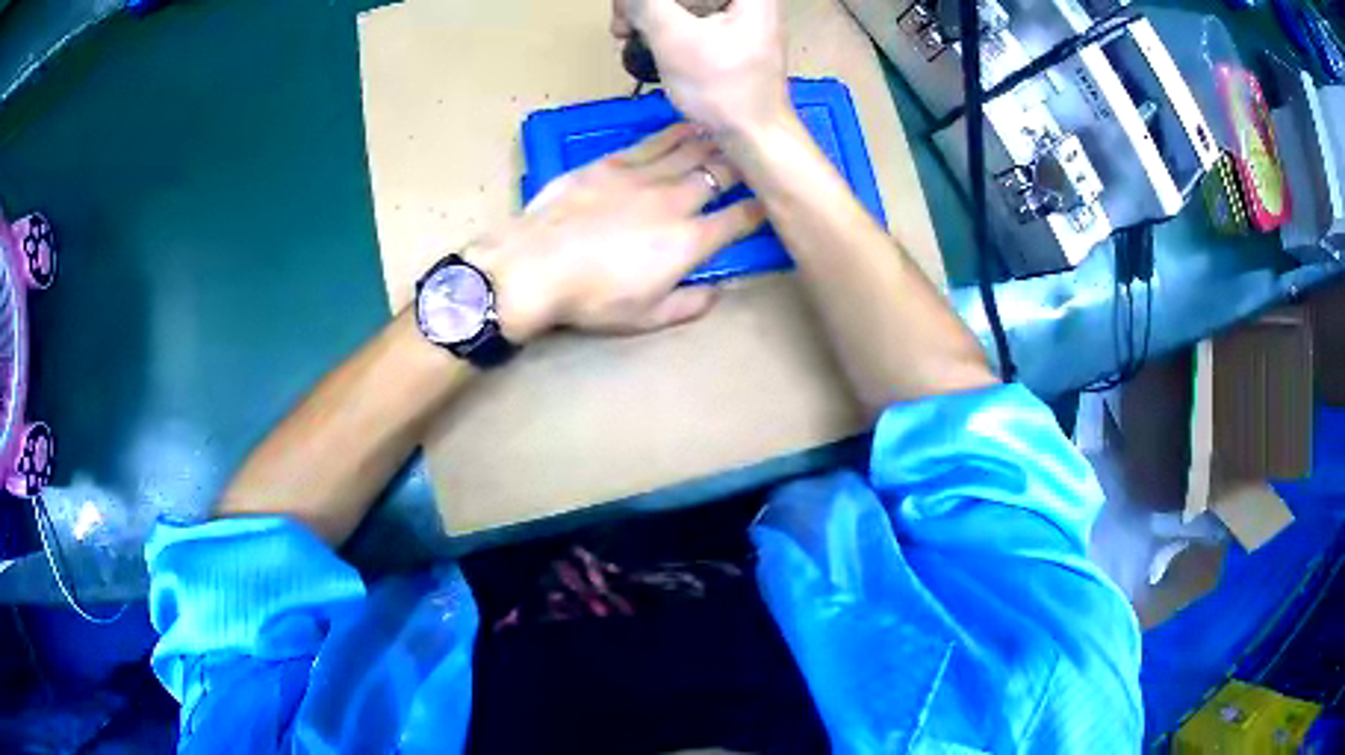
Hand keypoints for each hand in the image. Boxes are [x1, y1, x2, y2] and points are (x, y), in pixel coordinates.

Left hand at [467, 124, 764, 340]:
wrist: (536, 264)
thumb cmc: (592, 297)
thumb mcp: (646, 317)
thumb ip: (689, 304)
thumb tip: (718, 292)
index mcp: (689, 240)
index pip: (738, 219)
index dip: (760, 208)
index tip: (770, 201)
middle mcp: (675, 200)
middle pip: (720, 174)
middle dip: (743, 165)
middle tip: (755, 157)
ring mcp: (642, 176)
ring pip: (690, 151)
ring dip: (715, 141)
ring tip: (731, 132)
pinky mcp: (611, 163)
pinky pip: (652, 142)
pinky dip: (676, 132)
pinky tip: (688, 125)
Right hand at [612, 0, 790, 135]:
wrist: (754, 136)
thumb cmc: (722, 88)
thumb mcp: (674, 38)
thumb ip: (645, 3)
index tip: (626, 9)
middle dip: (645, 2)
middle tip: (620, 23)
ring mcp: (739, 12)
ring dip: (648, 10)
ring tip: (623, 33)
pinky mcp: (729, 29)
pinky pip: (688, 12)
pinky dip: (662, 21)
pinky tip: (640, 37)